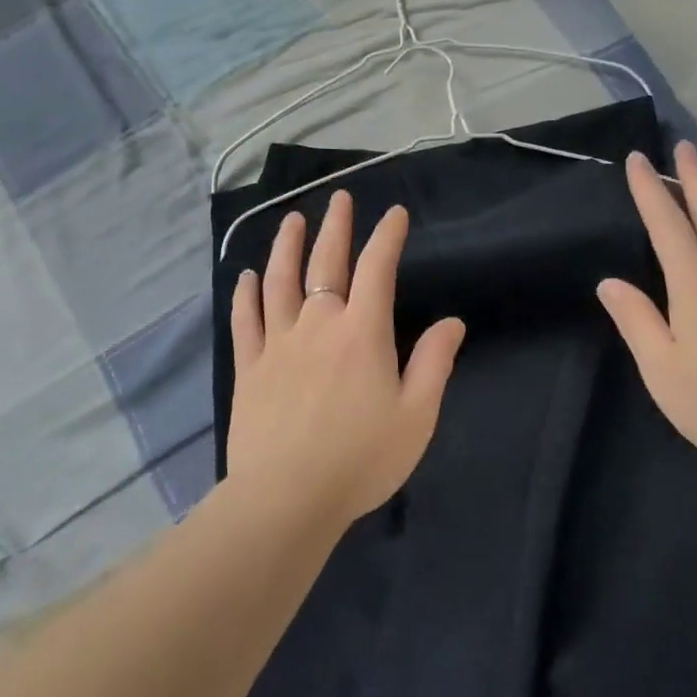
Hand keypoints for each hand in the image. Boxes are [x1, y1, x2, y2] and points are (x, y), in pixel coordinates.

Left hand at [226, 191, 466, 526]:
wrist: (286, 499)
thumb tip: (452, 322)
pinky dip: (245, 293)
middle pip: (325, 262)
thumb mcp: (416, 416)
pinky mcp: (249, 367)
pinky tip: (246, 276)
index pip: (376, 268)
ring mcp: (278, 342)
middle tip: (339, 198)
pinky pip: (245, 319)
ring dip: (286, 246)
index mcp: (362, 332)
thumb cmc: (361, 459)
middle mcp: (318, 324)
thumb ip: (434, 363)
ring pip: (279, 281)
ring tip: (292, 221)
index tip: (395, 214)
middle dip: (336, 226)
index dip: (387, 236)